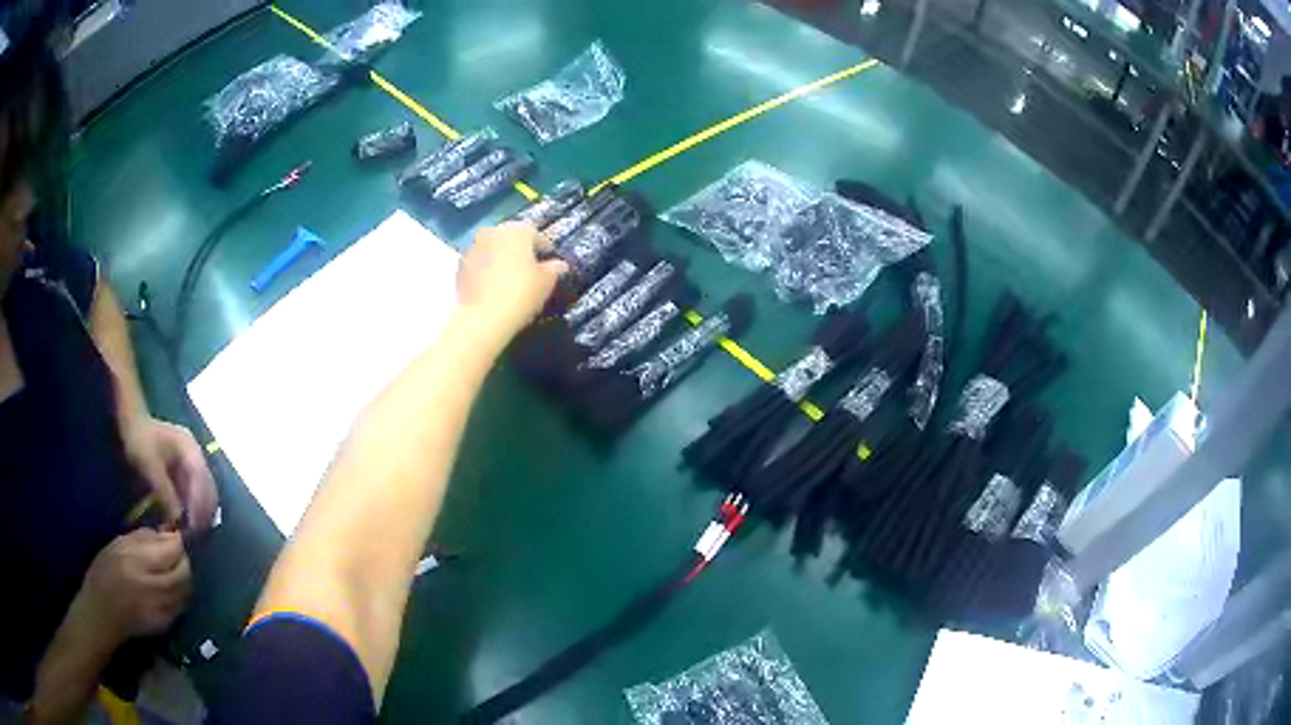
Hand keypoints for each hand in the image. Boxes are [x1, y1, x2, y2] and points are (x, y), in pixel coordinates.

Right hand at [73, 529, 190, 644]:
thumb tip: (165, 533)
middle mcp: (152, 589)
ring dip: (184, 577)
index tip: (175, 533)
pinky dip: (180, 593)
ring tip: (174, 566)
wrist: (101, 615)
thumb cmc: (103, 574)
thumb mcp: (117, 545)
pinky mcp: (164, 626)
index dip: (177, 541)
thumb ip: (143, 539)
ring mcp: (161, 611)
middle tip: (176, 551)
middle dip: (184, 559)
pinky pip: (180, 606)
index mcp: (137, 564)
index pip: (170, 552)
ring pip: (185, 591)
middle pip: (183, 573)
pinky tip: (170, 586)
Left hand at [124, 417, 218, 530]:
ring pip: (204, 491)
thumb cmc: (140, 440)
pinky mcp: (185, 469)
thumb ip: (165, 492)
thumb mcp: (150, 466)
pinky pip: (195, 491)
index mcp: (189, 448)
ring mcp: (191, 461)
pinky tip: (186, 520)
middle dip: (204, 511)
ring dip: (200, 511)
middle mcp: (195, 455)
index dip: (200, 504)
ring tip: (192, 531)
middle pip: (208, 486)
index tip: (194, 526)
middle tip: (196, 534)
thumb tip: (178, 521)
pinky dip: (193, 507)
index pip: (201, 479)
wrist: (131, 421)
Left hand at [455, 222, 566, 344]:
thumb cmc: (521, 294)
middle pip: (510, 238)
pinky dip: (485, 271)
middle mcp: (493, 231)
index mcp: (517, 230)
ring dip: (500, 259)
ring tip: (508, 280)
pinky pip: (478, 264)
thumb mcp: (547, 282)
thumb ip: (554, 269)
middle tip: (528, 271)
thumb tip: (559, 264)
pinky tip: (492, 288)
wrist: (483, 317)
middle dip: (519, 251)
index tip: (548, 264)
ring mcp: (473, 247)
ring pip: (492, 249)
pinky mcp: (459, 265)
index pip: (535, 234)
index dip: (543, 249)